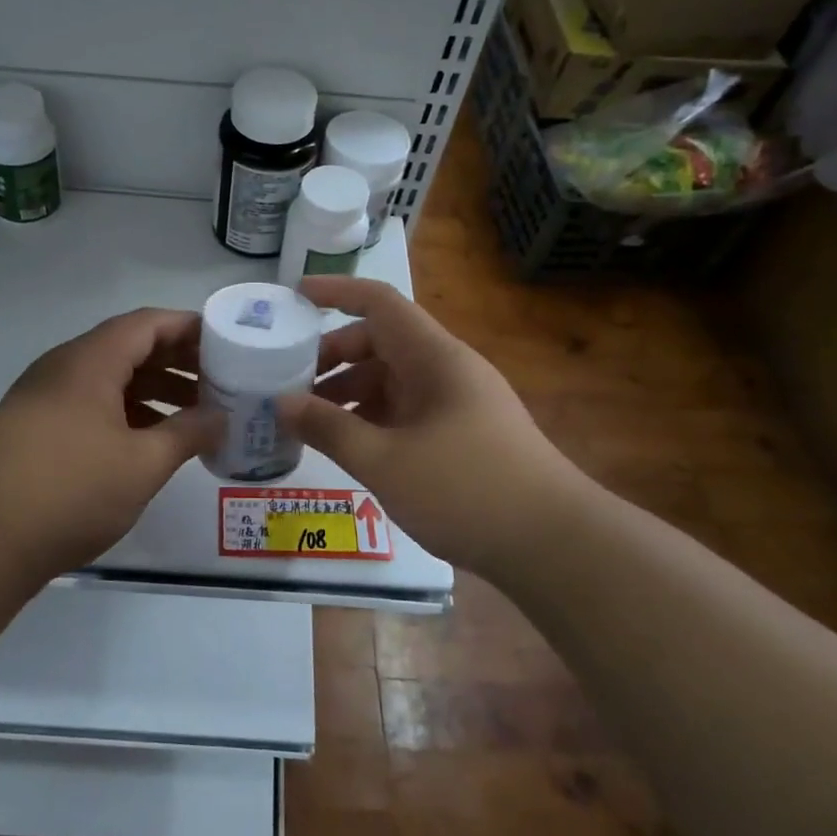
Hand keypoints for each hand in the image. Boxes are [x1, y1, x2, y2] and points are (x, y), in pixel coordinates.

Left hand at [0, 308, 218, 573]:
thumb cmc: (72, 492)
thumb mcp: (142, 465)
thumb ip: (188, 433)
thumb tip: (220, 416)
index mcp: (90, 362)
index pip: (147, 324)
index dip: (188, 329)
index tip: (225, 344)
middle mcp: (63, 366)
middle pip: (128, 346)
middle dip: (175, 361)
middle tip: (217, 381)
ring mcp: (43, 394)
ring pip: (108, 377)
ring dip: (152, 389)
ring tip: (192, 414)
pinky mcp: (33, 423)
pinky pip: (89, 401)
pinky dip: (124, 410)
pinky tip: (148, 439)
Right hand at [280, 277, 596, 575]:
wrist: (555, 544)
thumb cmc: (466, 489)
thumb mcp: (385, 461)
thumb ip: (329, 429)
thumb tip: (281, 403)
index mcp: (433, 357)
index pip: (379, 302)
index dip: (336, 292)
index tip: (294, 296)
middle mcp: (446, 369)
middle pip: (380, 342)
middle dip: (332, 356)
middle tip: (289, 381)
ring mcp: (456, 402)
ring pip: (392, 379)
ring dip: (350, 392)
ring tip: (309, 420)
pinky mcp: (461, 433)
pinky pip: (406, 410)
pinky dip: (372, 418)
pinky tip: (348, 445)